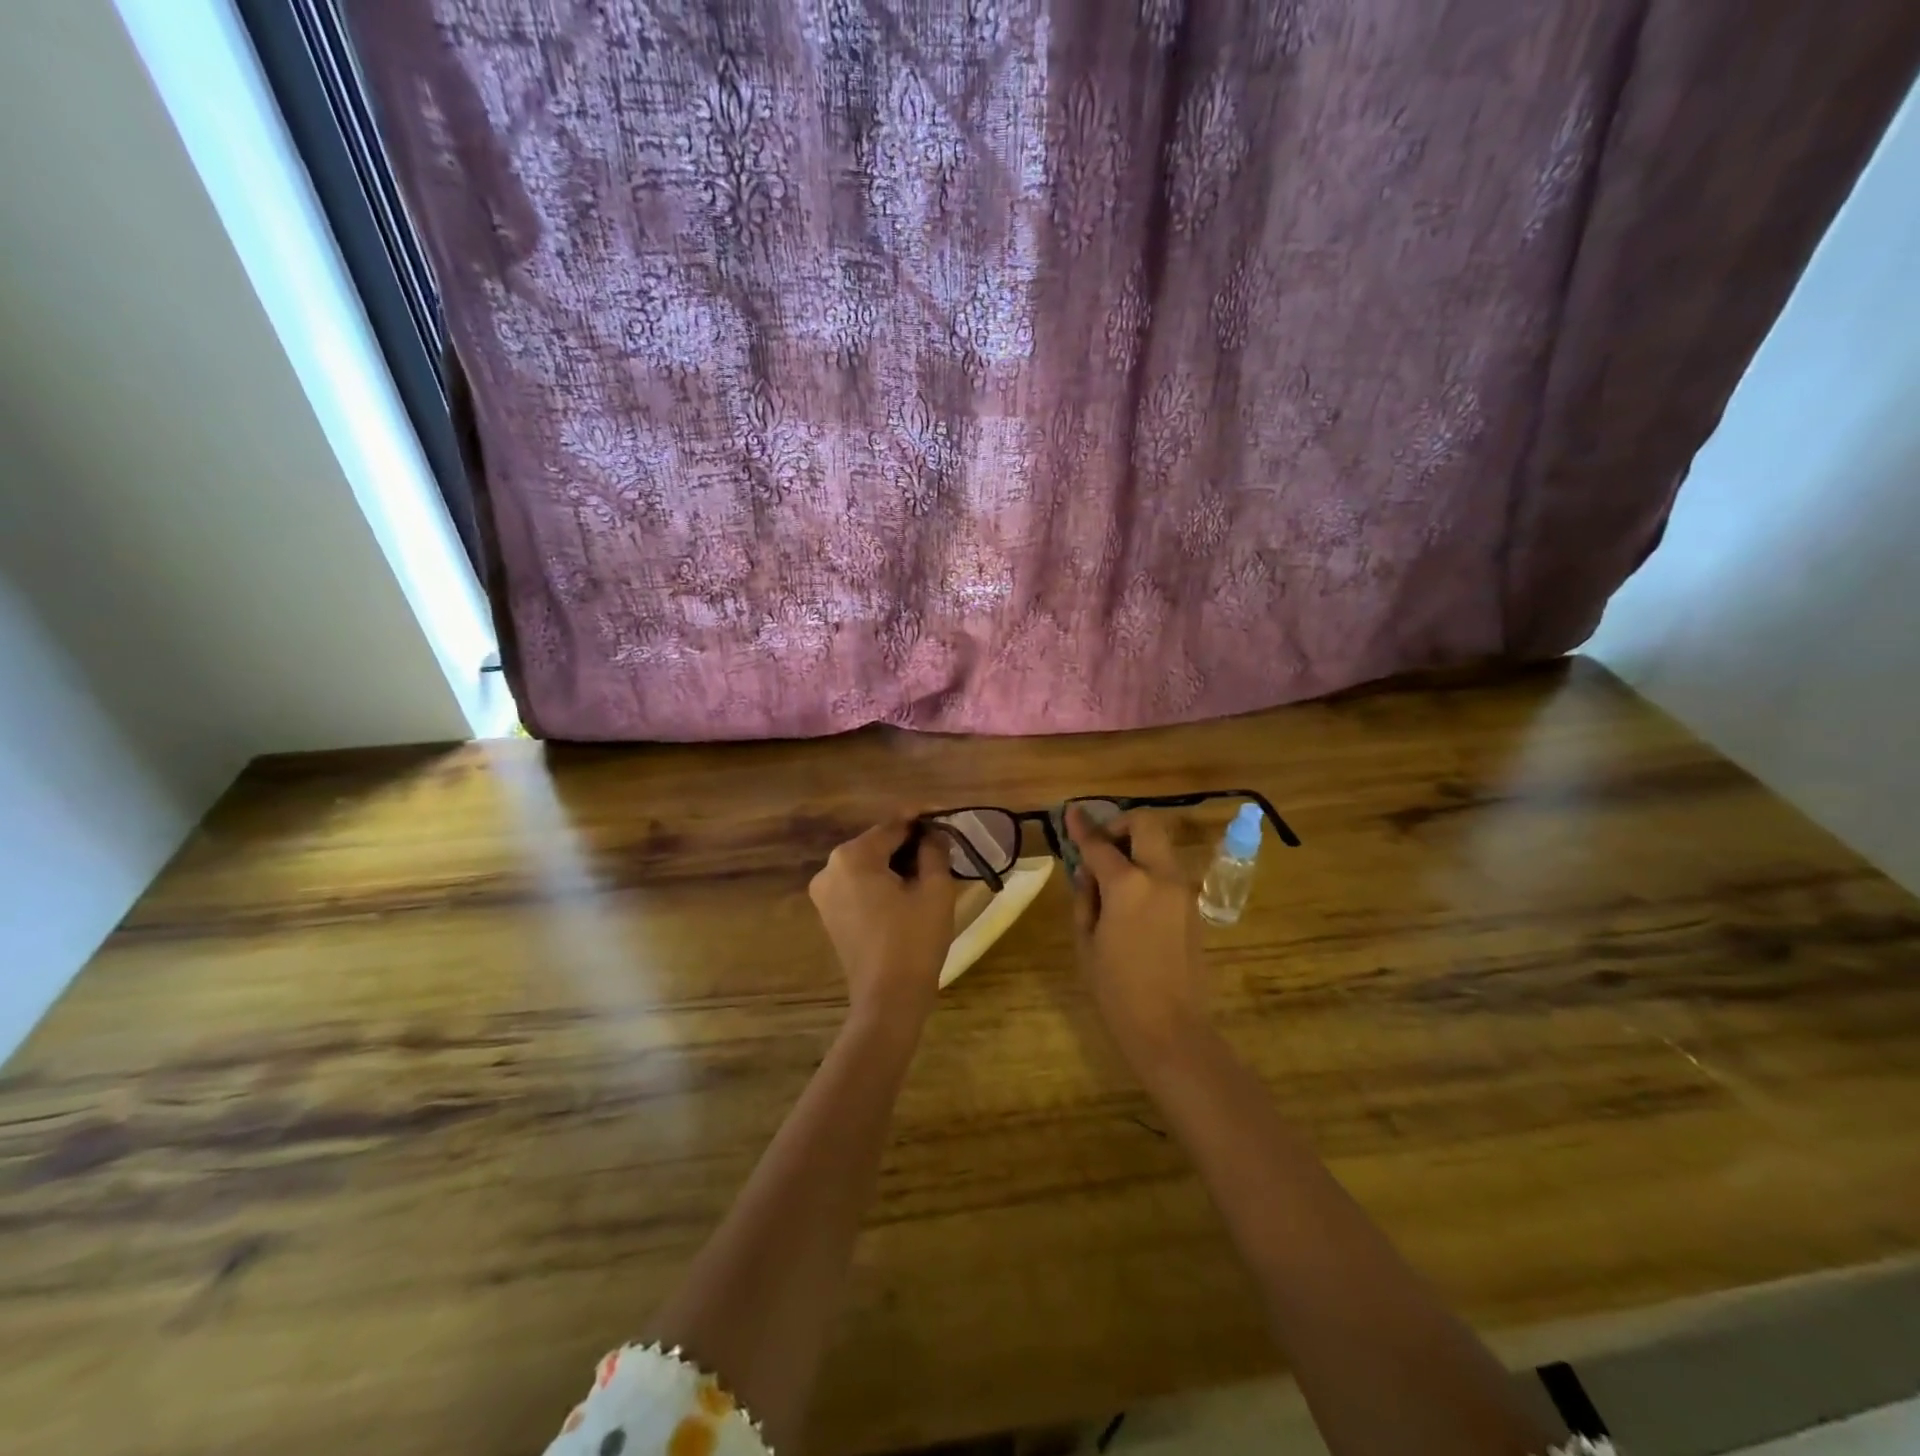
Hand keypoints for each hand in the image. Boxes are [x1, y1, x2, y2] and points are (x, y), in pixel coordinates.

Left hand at [809, 819, 956, 1027]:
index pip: (893, 825)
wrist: (888, 1000)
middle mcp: (830, 868)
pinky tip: (908, 887)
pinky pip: (859, 884)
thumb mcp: (935, 890)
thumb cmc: (914, 941)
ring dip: (897, 861)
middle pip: (878, 843)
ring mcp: (825, 892)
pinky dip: (882, 880)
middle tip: (943, 843)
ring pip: (868, 863)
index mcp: (853, 856)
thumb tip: (933, 834)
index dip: (923, 818)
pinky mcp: (830, 913)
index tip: (947, 814)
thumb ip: (934, 851)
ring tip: (931, 865)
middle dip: (910, 841)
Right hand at [1067, 807, 1207, 1068]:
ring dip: (1136, 849)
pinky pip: (1168, 873)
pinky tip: (1131, 902)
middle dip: (1120, 826)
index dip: (1082, 827)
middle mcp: (1160, 877)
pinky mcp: (1193, 907)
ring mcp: (1182, 890)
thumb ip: (1086, 897)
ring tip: (1113, 880)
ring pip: (1160, 847)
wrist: (1170, 1028)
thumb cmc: (1116, 989)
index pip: (1099, 844)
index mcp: (1128, 885)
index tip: (1071, 812)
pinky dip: (1148, 871)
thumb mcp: (1087, 941)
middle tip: (1101, 847)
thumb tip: (1090, 873)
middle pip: (1145, 825)